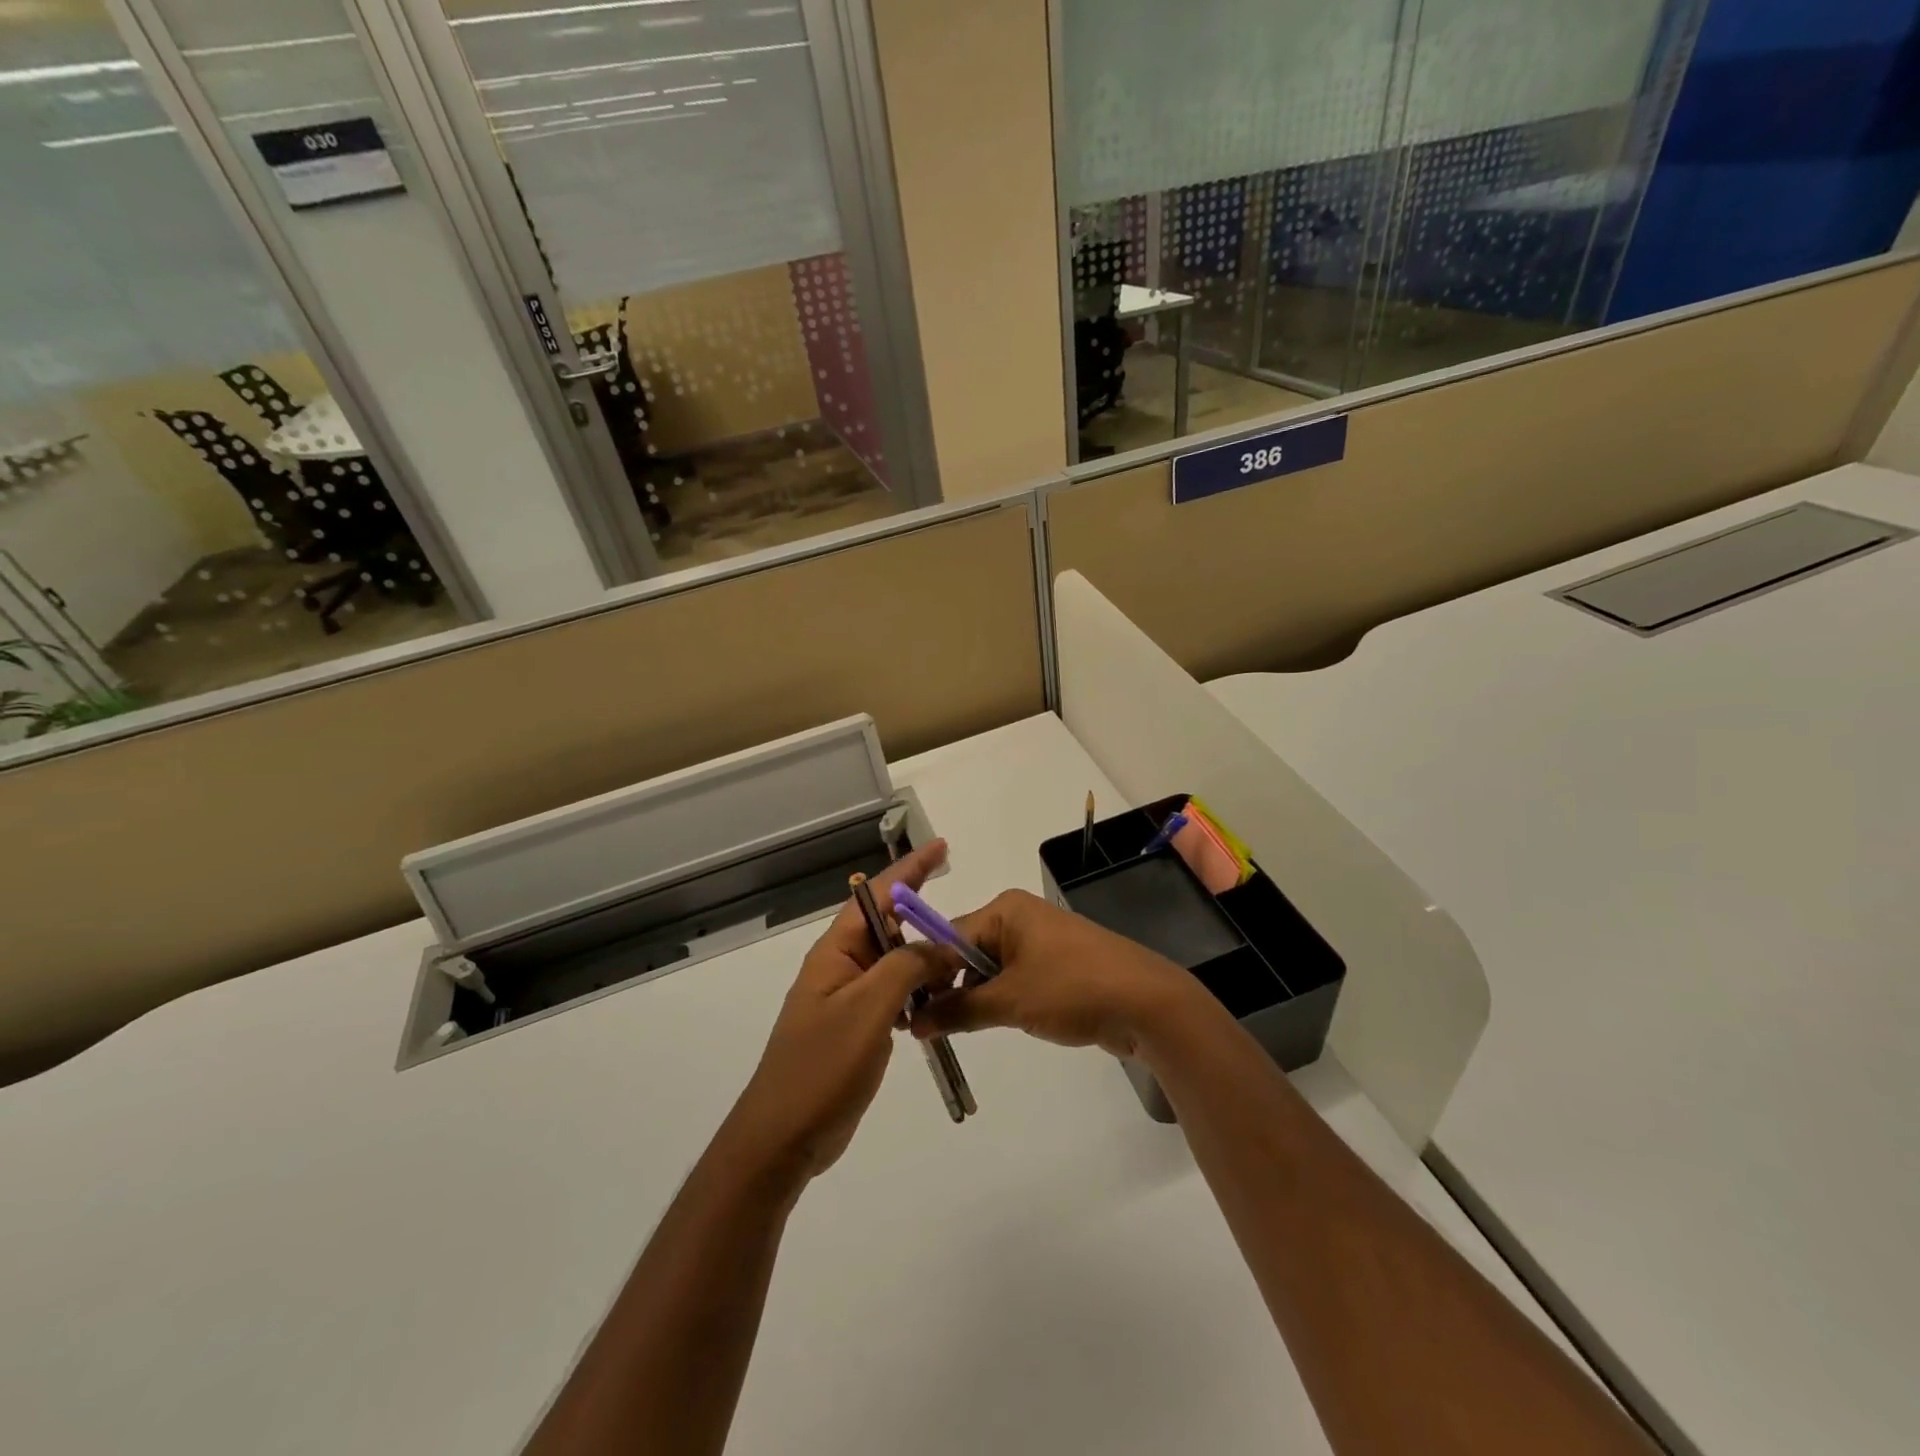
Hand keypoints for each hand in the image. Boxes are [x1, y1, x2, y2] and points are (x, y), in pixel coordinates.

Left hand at [721, 840, 957, 1183]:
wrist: (783, 1137)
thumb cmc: (822, 1067)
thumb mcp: (869, 1009)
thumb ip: (908, 968)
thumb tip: (943, 946)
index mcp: (836, 951)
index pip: (877, 895)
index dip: (910, 870)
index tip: (942, 848)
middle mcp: (841, 966)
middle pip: (888, 926)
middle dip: (923, 914)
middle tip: (964, 915)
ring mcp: (847, 998)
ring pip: (894, 962)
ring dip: (925, 958)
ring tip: (960, 959)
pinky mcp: (856, 1027)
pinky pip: (893, 994)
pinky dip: (918, 991)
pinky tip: (939, 1001)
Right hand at [910, 889, 1219, 1059]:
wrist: (1147, 1004)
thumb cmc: (1072, 988)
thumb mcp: (1009, 1001)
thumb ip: (958, 1010)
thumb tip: (913, 1023)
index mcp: (1005, 910)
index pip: (948, 936)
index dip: (925, 973)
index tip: (902, 1008)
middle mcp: (1019, 917)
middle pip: (967, 952)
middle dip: (949, 987)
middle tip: (924, 1027)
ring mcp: (1040, 941)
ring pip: (989, 969)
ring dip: (973, 998)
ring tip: (952, 1031)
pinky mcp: (1056, 966)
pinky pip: (1013, 979)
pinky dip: (999, 1000)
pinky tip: (991, 1024)